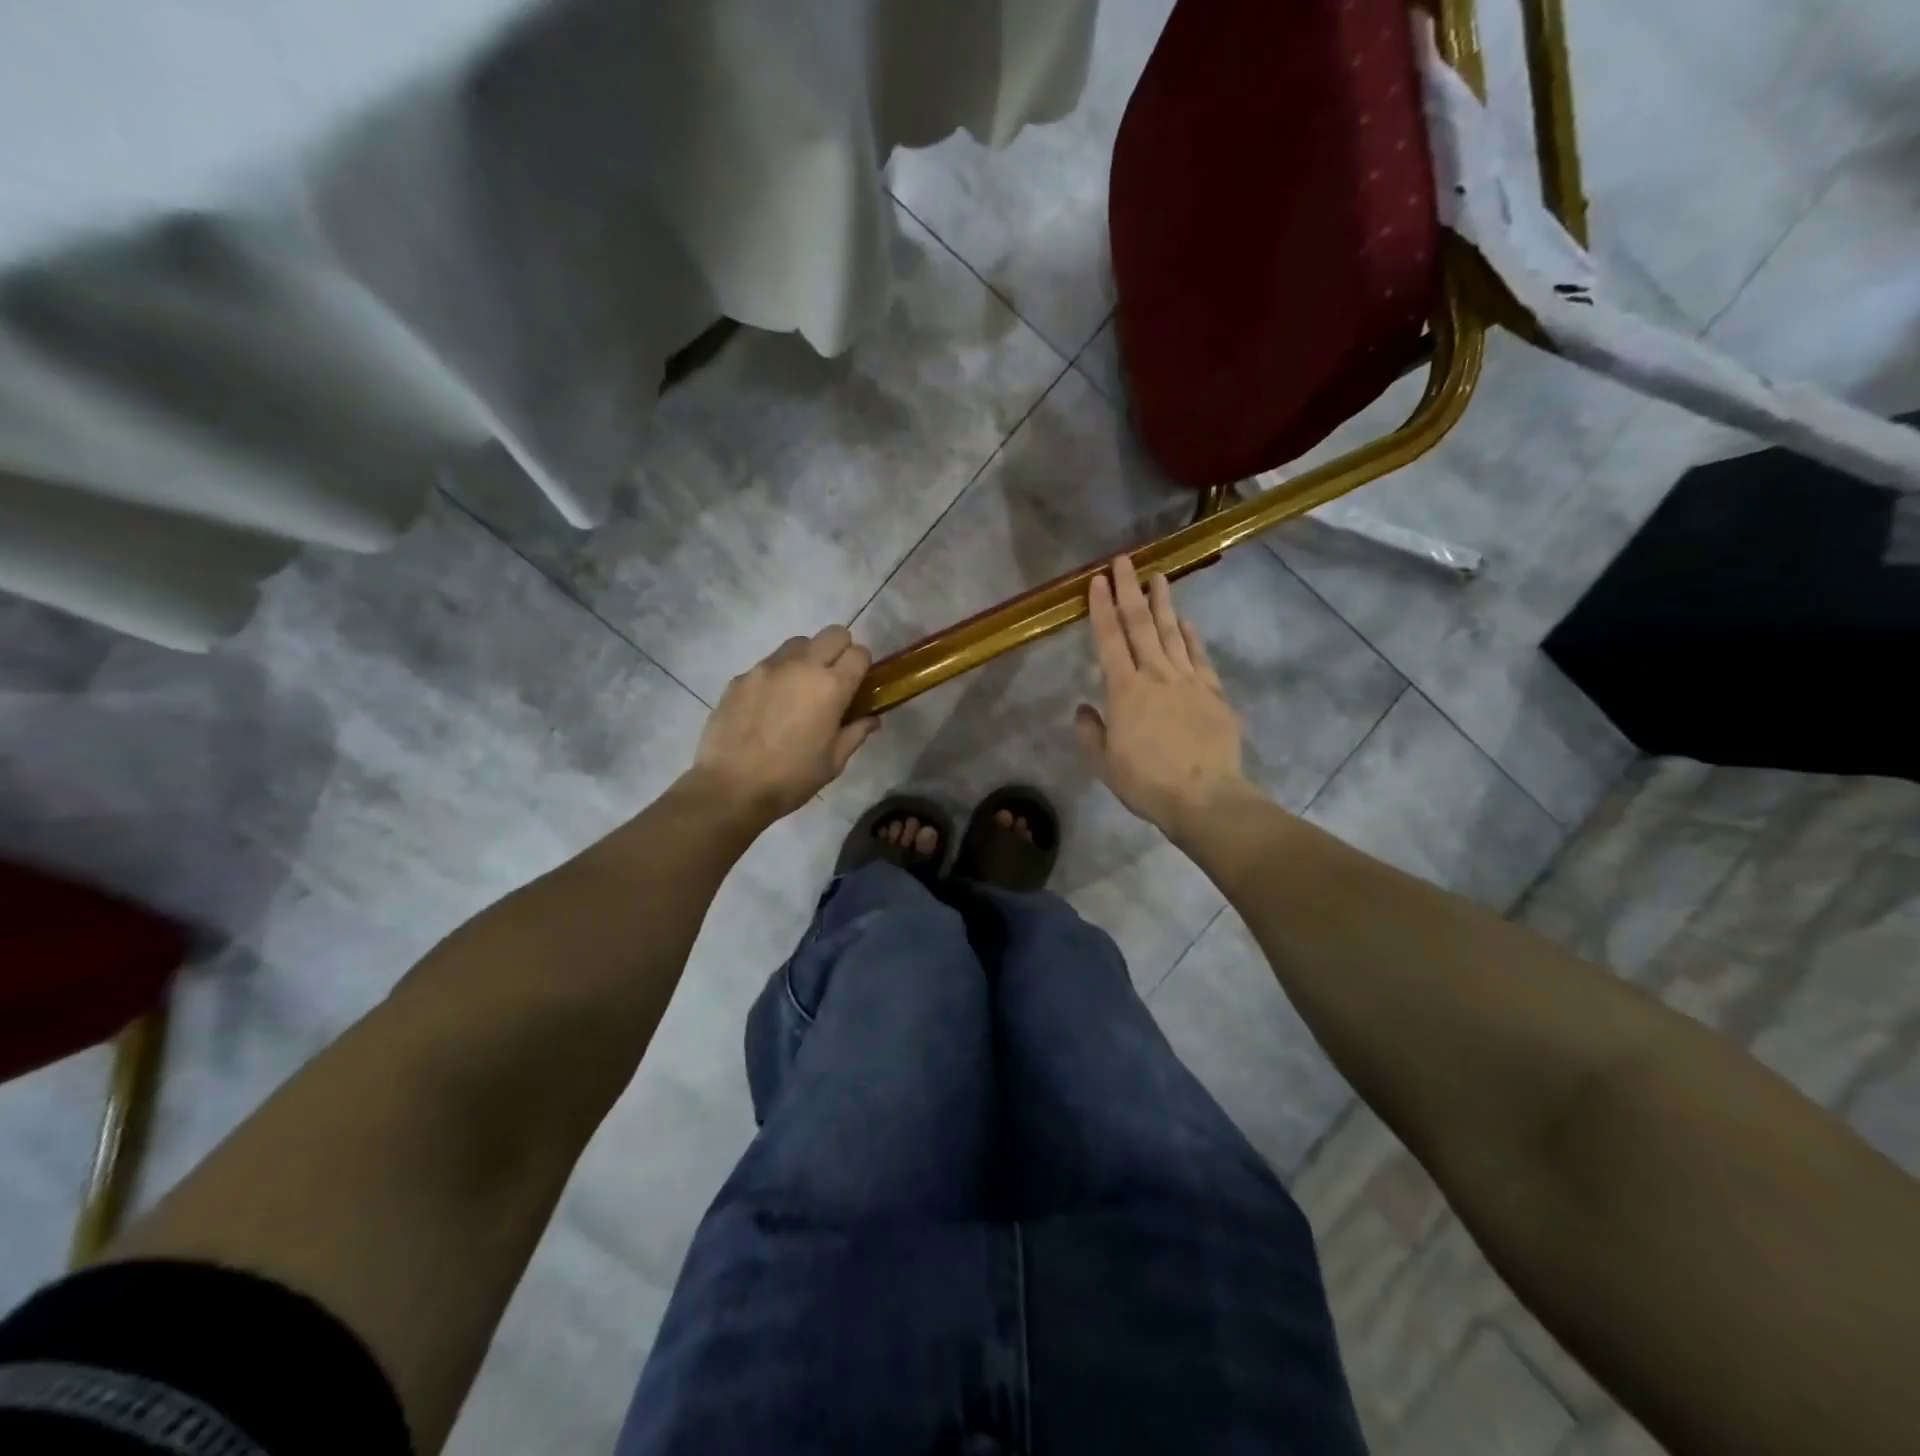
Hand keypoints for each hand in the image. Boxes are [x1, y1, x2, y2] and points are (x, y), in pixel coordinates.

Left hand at [689, 626, 878, 825]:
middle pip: (833, 634)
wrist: (731, 787)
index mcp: (831, 687)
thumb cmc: (791, 778)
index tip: (858, 684)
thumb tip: (871, 718)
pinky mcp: (741, 677)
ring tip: (799, 689)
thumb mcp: (833, 762)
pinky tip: (769, 706)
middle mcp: (801, 667)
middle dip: (840, 650)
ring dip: (807, 657)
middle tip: (833, 679)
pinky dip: (777, 676)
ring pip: (798, 643)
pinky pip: (768, 664)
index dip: (863, 666)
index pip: (859, 653)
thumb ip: (856, 733)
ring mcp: (767, 668)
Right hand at [1075, 556, 1252, 841]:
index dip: (1101, 608)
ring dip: (1162, 603)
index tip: (1096, 581)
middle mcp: (1156, 676)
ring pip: (1171, 633)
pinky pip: (1199, 657)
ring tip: (1157, 576)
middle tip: (1123, 560)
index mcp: (1124, 691)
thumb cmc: (1147, 783)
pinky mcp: (1213, 693)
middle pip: (1140, 625)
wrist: (1205, 797)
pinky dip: (1191, 636)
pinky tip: (1185, 621)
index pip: (1109, 640)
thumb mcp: (1104, 764)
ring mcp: (1188, 681)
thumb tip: (1084, 708)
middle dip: (1129, 590)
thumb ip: (1090, 733)